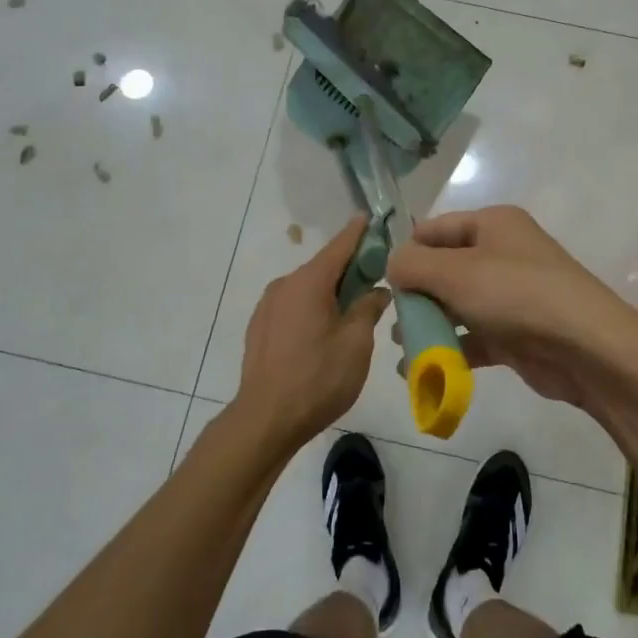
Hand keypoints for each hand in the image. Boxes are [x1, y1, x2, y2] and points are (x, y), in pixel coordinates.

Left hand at [237, 216, 389, 449]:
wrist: (265, 420)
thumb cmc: (317, 379)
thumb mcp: (356, 344)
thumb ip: (368, 309)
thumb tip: (376, 291)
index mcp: (308, 282)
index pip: (339, 246)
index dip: (358, 232)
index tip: (371, 217)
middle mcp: (284, 285)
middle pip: (323, 267)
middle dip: (350, 268)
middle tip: (377, 276)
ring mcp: (268, 306)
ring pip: (307, 289)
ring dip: (330, 292)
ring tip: (353, 310)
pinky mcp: (260, 327)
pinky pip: (293, 306)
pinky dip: (312, 307)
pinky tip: (324, 331)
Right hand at [387, 206, 637, 418]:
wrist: (585, 347)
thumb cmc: (516, 294)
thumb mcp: (455, 272)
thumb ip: (413, 265)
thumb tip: (393, 265)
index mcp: (492, 224)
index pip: (434, 229)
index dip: (406, 252)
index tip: (380, 282)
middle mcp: (501, 253)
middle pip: (444, 268)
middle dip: (415, 294)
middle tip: (392, 320)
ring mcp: (510, 294)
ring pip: (457, 305)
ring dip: (429, 324)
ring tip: (403, 345)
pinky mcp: (514, 332)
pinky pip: (473, 336)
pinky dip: (448, 350)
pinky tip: (419, 369)